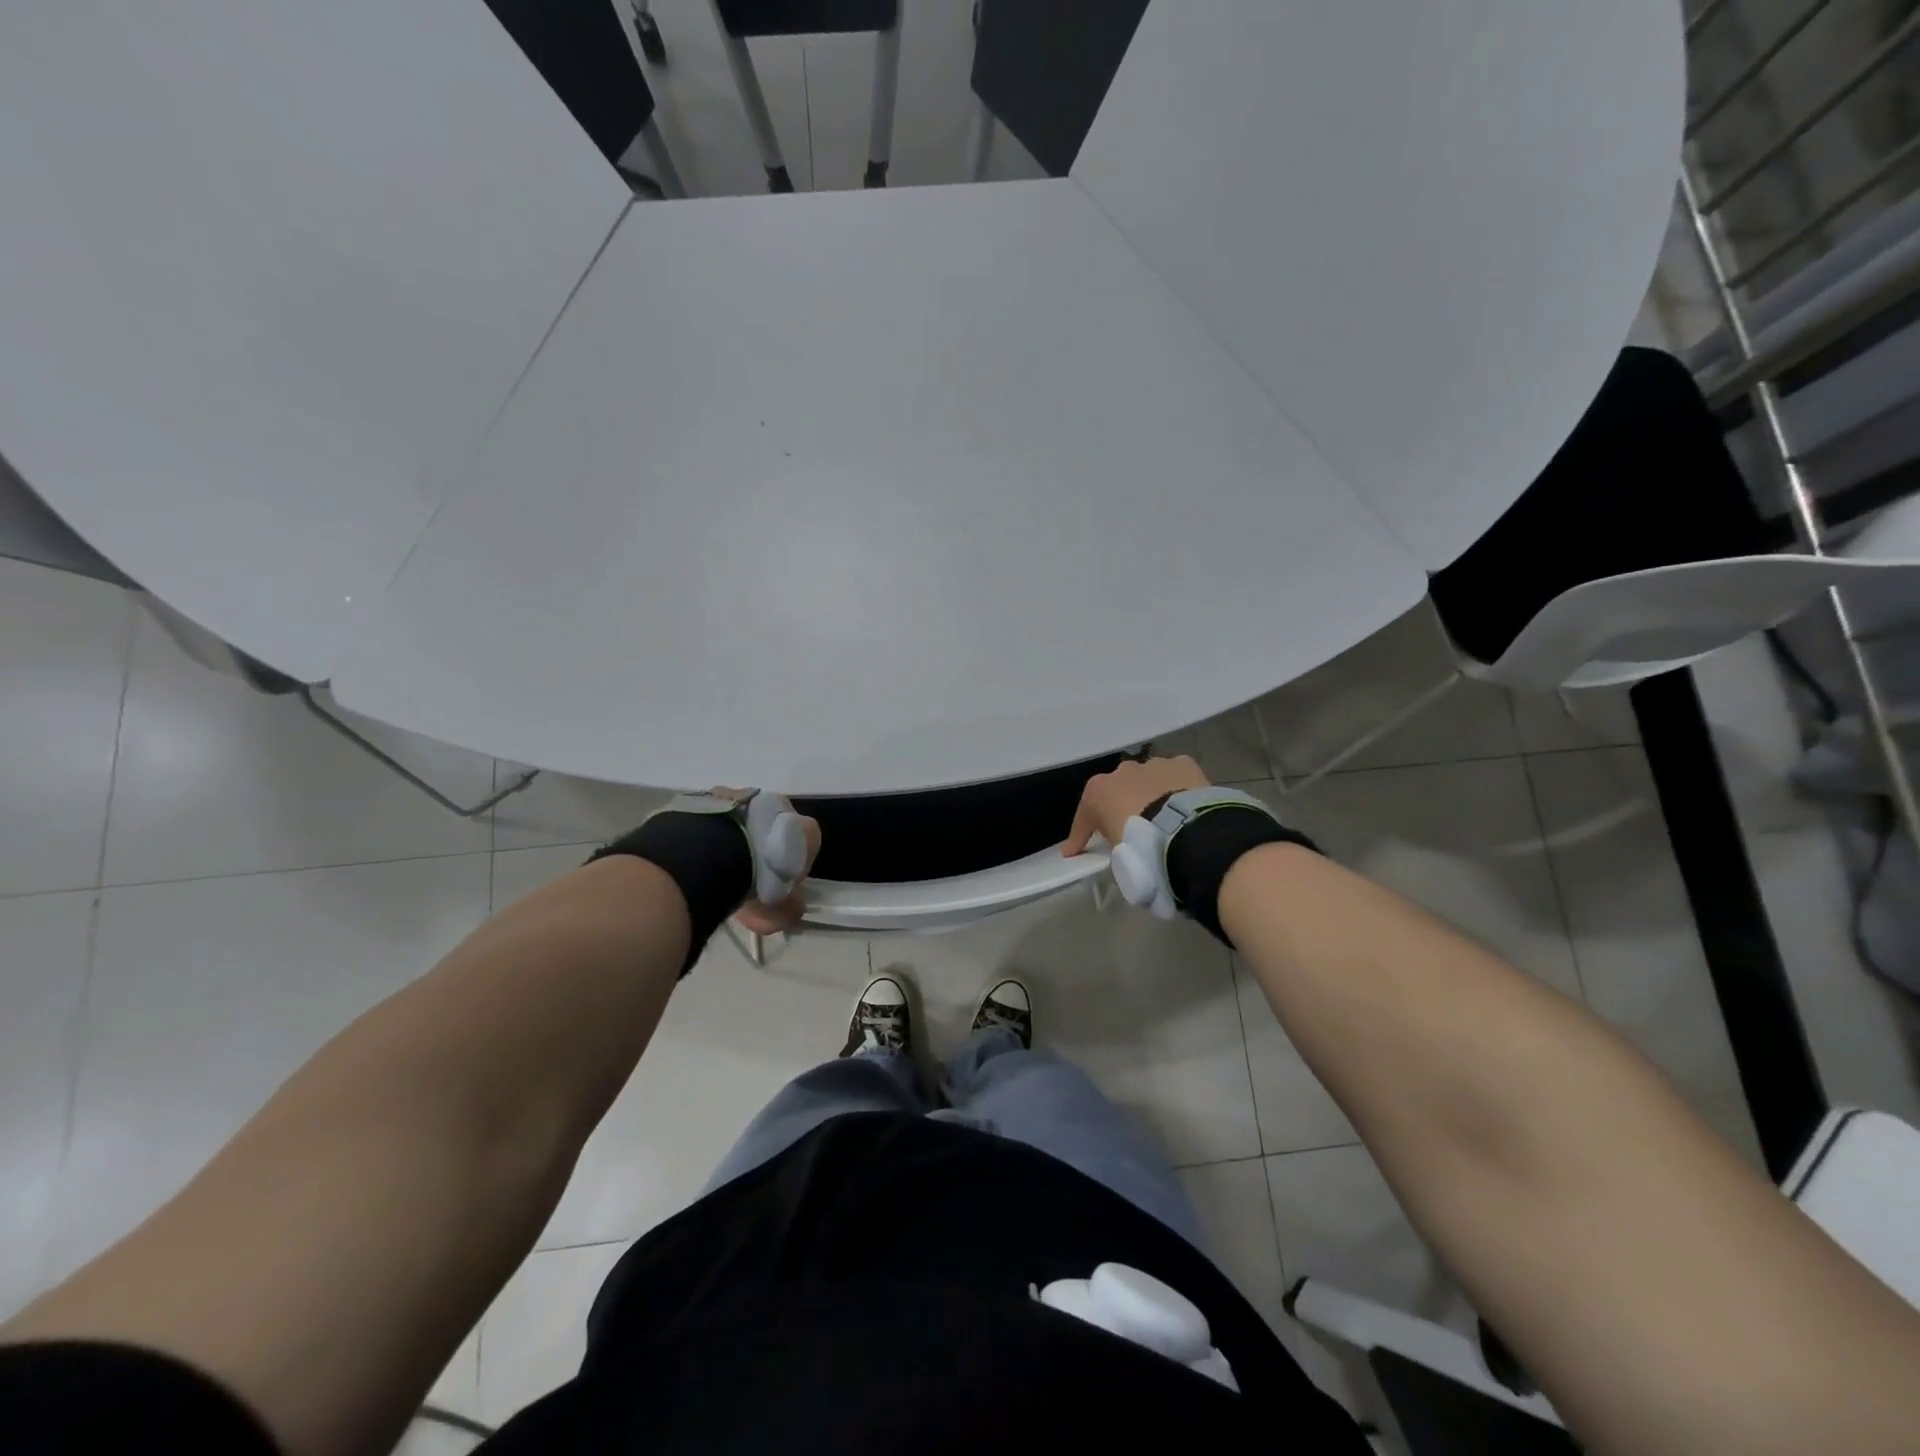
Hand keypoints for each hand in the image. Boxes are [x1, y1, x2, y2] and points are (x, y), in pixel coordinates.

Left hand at [723, 787, 819, 936]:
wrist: (710, 854)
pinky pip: (718, 818)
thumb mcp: (779, 910)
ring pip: (745, 821)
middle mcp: (780, 805)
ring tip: (718, 869)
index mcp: (805, 829)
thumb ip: (789, 909)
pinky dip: (713, 834)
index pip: (807, 847)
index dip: (793, 868)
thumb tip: (792, 908)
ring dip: (737, 840)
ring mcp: (745, 796)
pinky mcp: (713, 796)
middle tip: (746, 879)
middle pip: (775, 830)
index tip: (777, 886)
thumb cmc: (757, 881)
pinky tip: (702, 858)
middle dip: (763, 851)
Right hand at [1063, 755, 1209, 854]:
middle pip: (1119, 789)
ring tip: (1165, 818)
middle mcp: (1122, 771)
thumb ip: (1111, 849)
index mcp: (1097, 791)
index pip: (1085, 816)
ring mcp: (1153, 765)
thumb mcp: (1116, 856)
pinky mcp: (1183, 764)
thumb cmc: (1139, 846)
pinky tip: (1185, 803)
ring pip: (1148, 778)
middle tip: (1133, 829)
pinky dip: (1178, 787)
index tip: (1077, 851)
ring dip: (1152, 794)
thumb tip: (1113, 856)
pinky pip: (1176, 776)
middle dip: (1124, 805)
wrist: (1184, 833)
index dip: (1082, 834)